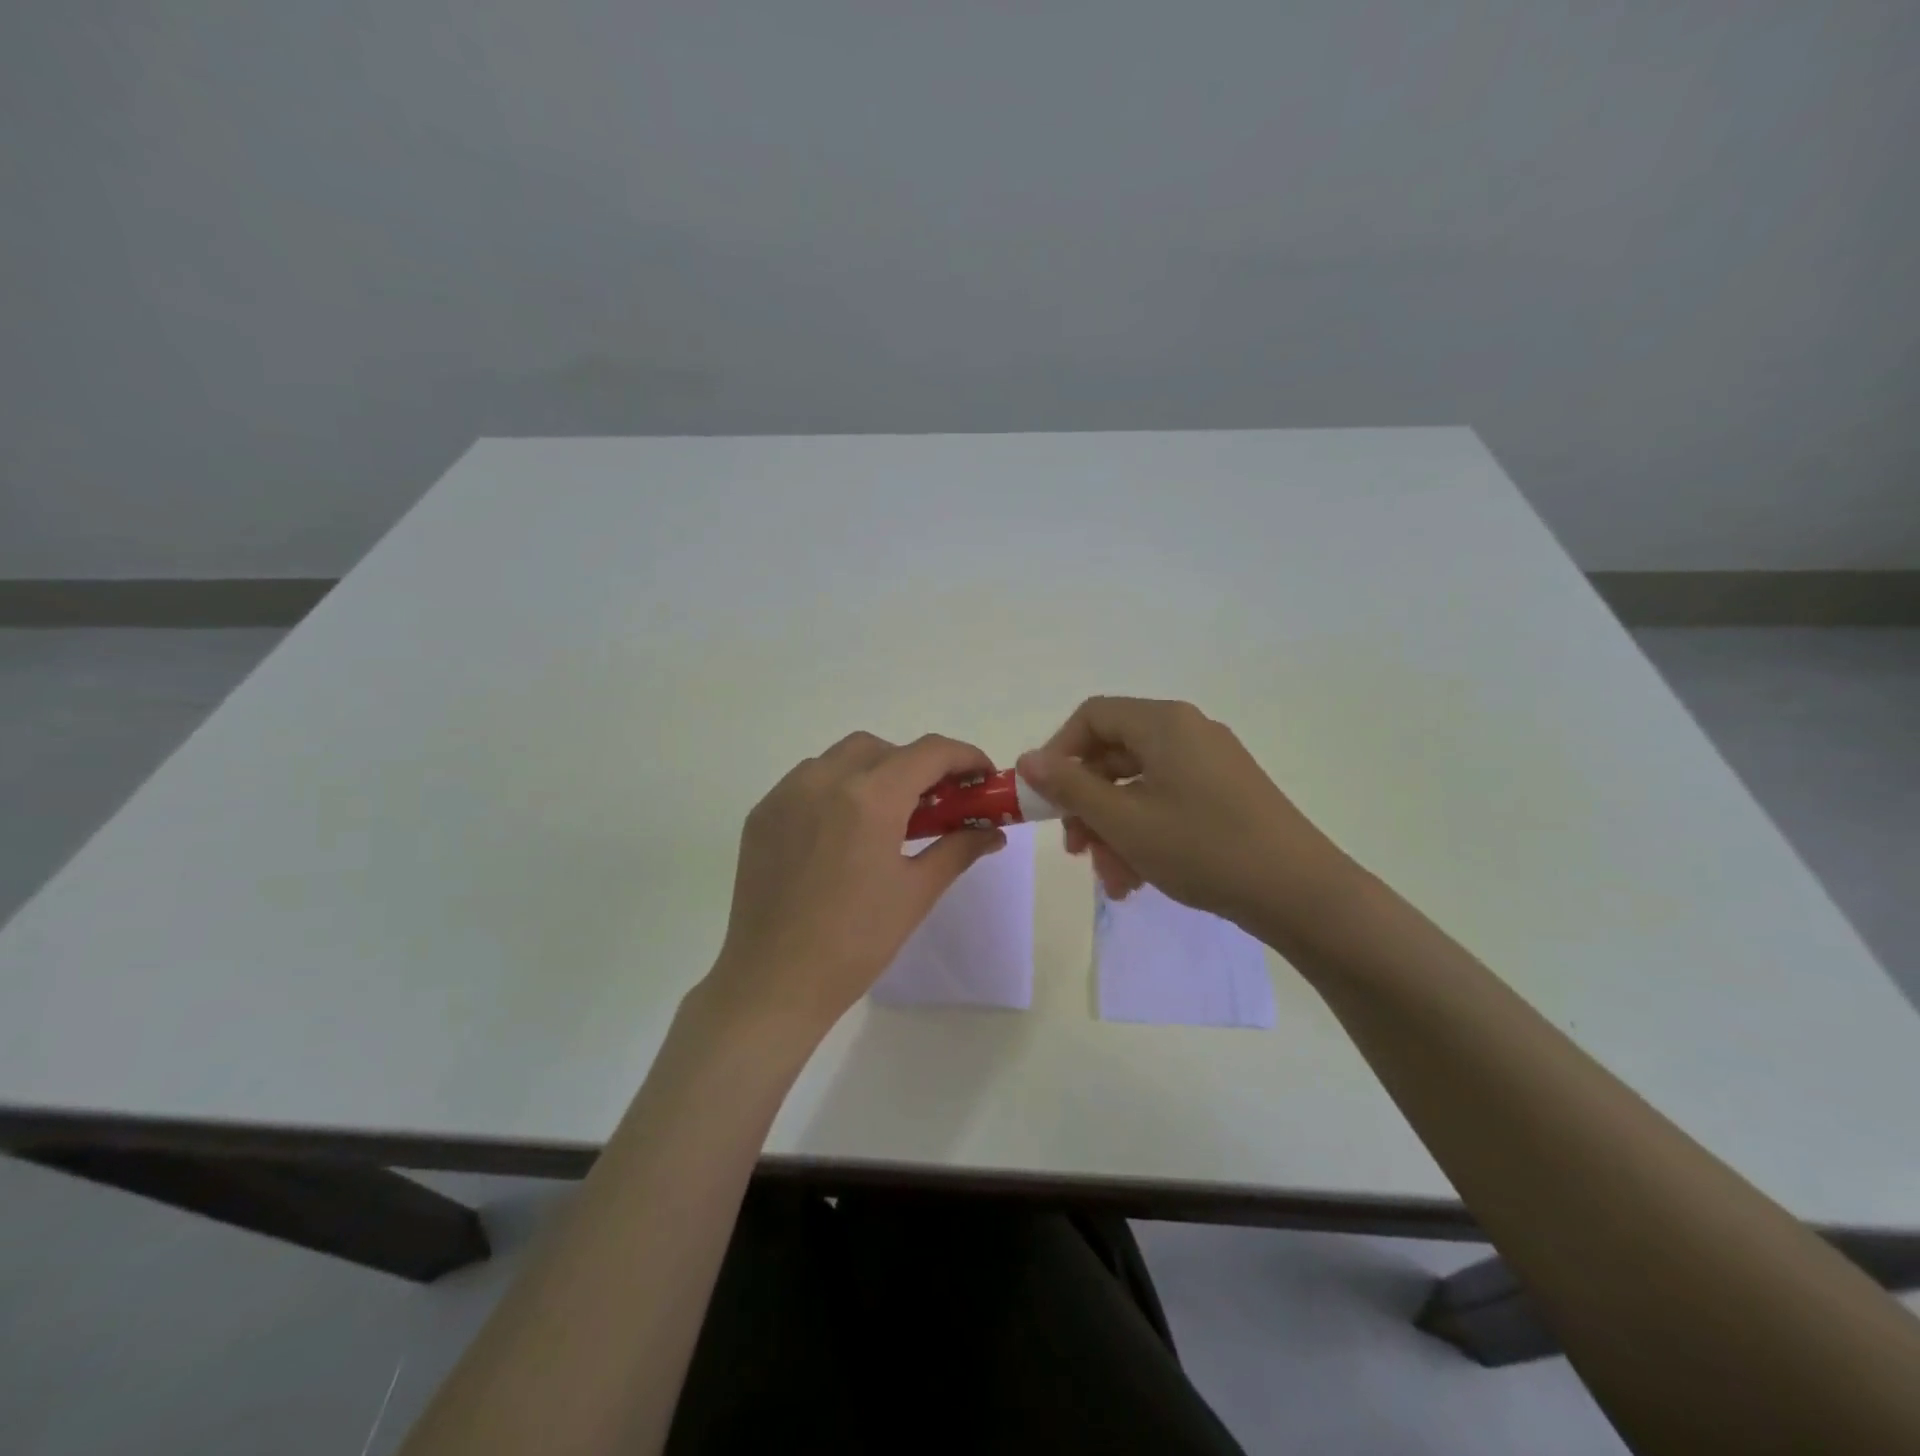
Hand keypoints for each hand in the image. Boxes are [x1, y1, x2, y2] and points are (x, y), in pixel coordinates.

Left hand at [706, 731, 1006, 1036]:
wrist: (774, 982)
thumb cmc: (856, 941)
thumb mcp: (916, 893)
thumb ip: (958, 849)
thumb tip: (993, 832)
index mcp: (870, 798)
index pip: (929, 752)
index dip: (964, 757)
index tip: (982, 778)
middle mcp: (825, 780)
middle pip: (883, 748)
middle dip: (916, 765)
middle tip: (934, 803)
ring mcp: (786, 794)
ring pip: (840, 757)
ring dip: (874, 771)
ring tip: (886, 817)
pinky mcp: (762, 814)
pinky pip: (807, 780)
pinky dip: (836, 787)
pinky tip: (842, 829)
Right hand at [1017, 697, 1358, 939]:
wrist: (1299, 893)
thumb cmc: (1202, 847)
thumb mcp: (1123, 820)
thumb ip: (1070, 787)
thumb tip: (1028, 759)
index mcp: (1163, 724)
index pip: (1092, 717)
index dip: (1059, 753)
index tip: (1046, 798)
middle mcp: (1188, 732)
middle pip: (1115, 756)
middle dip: (1088, 805)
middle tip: (1076, 850)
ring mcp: (1211, 764)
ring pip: (1139, 787)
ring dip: (1114, 830)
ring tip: (1113, 880)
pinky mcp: (1226, 795)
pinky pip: (1168, 803)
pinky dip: (1145, 834)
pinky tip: (1139, 880)